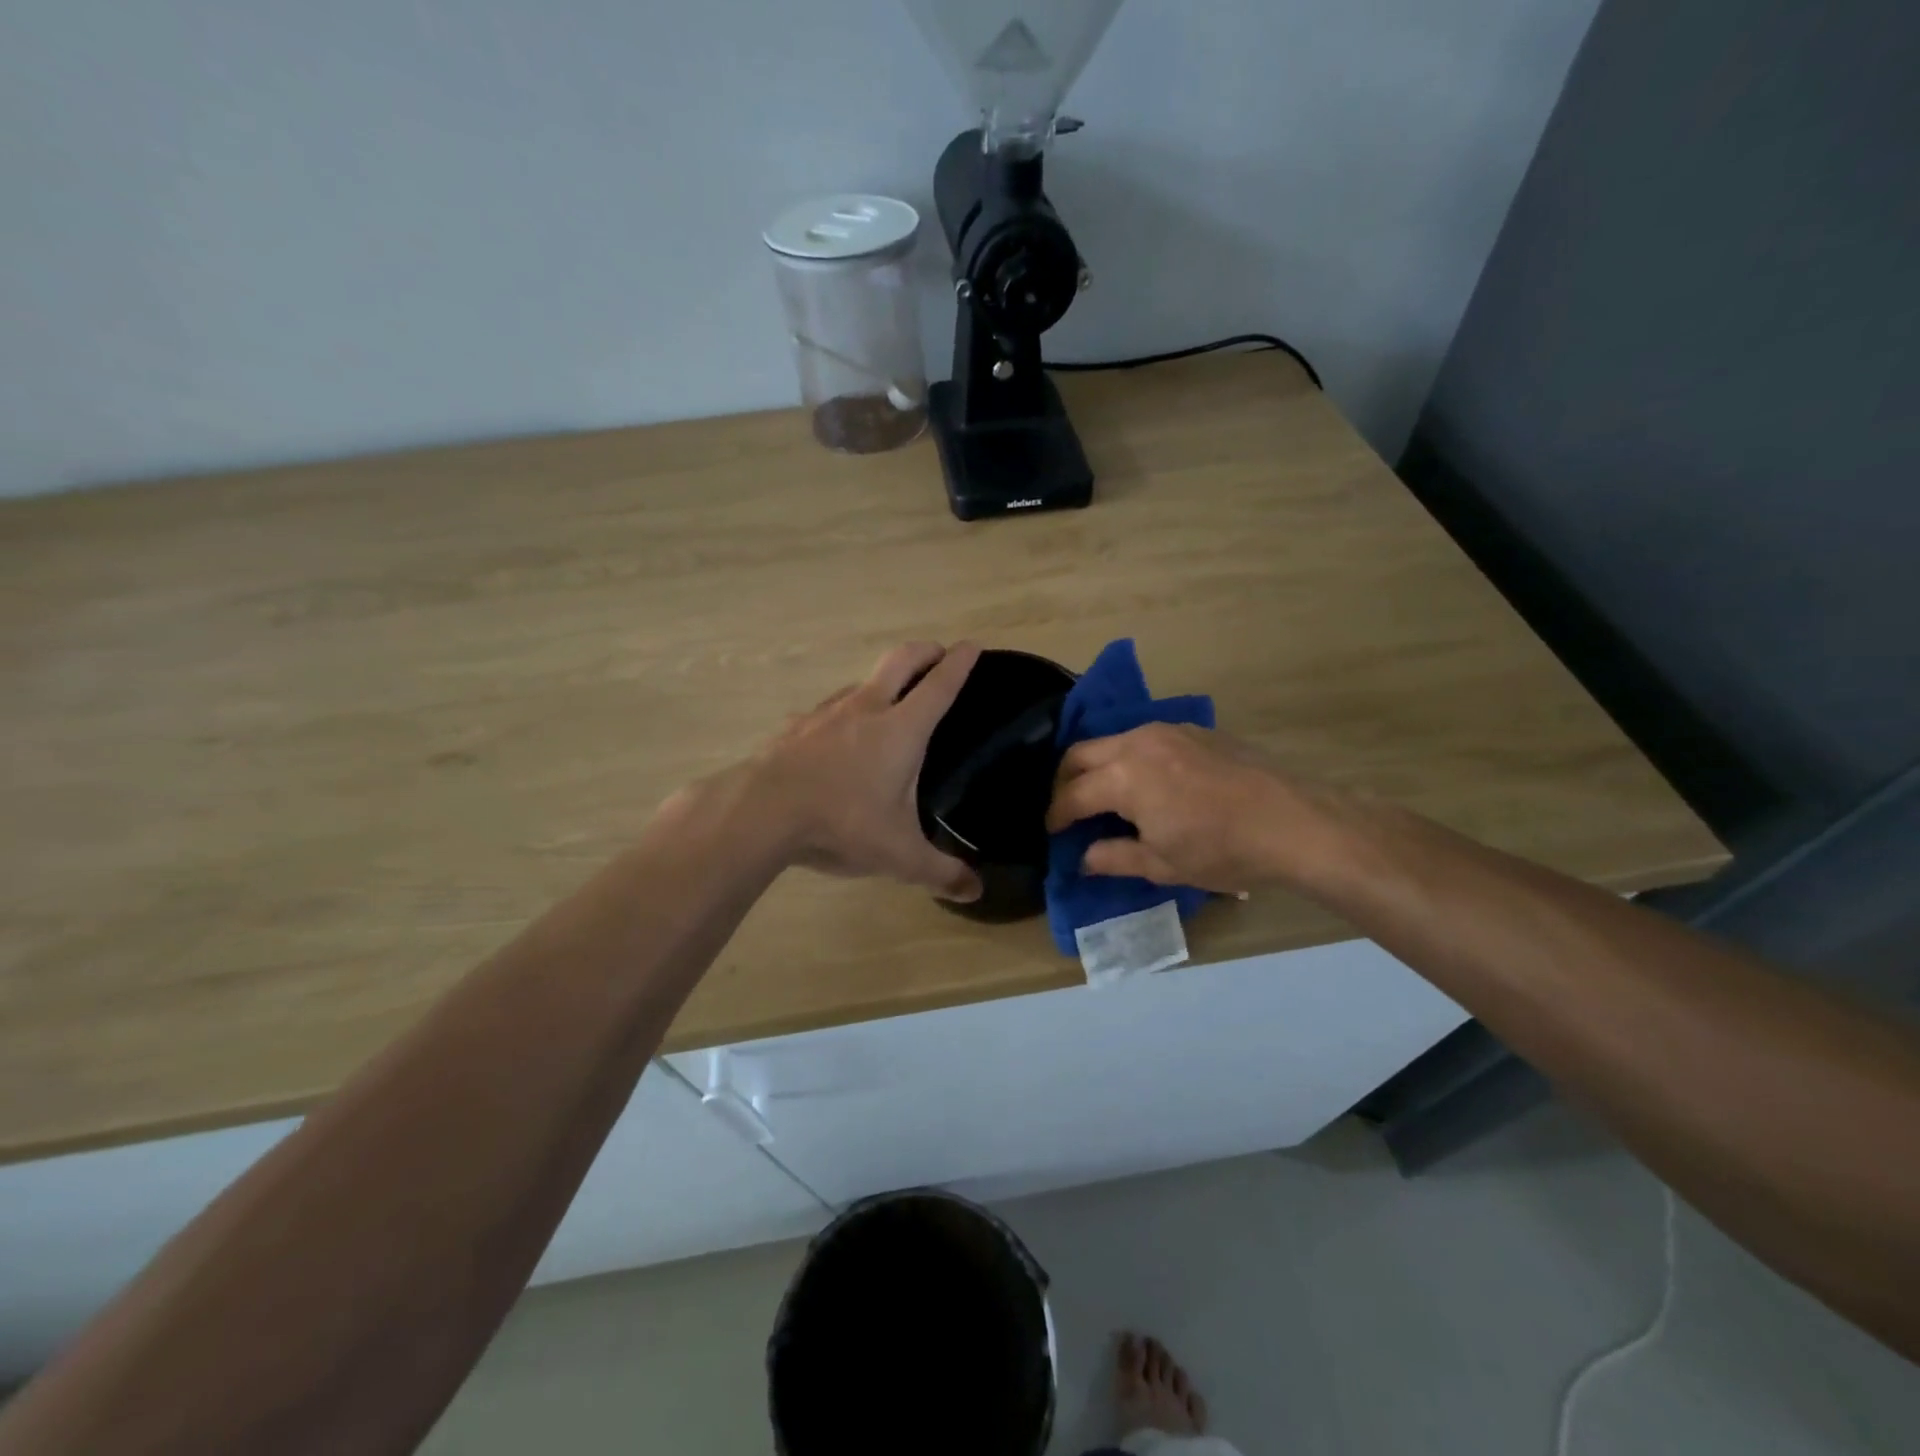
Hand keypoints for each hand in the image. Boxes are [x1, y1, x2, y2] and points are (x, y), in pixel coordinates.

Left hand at [749, 641, 983, 901]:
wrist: (761, 811)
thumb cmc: (842, 823)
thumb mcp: (899, 855)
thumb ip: (940, 872)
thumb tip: (976, 892)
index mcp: (901, 730)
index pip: (939, 685)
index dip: (960, 663)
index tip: (974, 645)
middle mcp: (866, 709)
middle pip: (900, 660)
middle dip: (924, 651)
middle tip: (939, 652)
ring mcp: (826, 713)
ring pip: (861, 682)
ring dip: (883, 680)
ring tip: (890, 698)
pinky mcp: (796, 726)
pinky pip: (828, 709)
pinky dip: (844, 711)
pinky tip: (836, 734)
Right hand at [1045, 723, 1321, 893]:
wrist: (1292, 822)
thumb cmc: (1221, 850)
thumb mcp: (1162, 865)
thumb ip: (1113, 857)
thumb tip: (1083, 858)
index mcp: (1124, 777)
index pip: (1072, 795)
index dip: (1056, 815)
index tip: (1052, 832)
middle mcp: (1137, 742)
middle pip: (1080, 754)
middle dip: (1066, 781)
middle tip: (1069, 809)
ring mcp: (1167, 731)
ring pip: (1113, 741)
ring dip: (1098, 765)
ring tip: (1105, 795)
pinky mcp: (1193, 730)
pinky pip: (1144, 738)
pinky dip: (1130, 757)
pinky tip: (1147, 782)